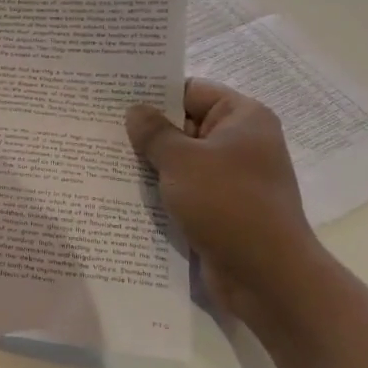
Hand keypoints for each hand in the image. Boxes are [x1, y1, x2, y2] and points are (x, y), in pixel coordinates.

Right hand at [126, 79, 325, 322]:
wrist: (267, 276)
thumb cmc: (228, 204)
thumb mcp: (182, 161)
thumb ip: (154, 132)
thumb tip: (135, 111)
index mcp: (242, 118)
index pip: (191, 91)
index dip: (154, 93)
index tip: (114, 97)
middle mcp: (241, 142)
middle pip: (184, 125)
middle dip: (146, 130)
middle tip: (99, 128)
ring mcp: (233, 177)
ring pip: (181, 160)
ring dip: (150, 163)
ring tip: (104, 158)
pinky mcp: (222, 208)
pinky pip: (185, 189)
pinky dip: (161, 190)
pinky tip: (125, 191)